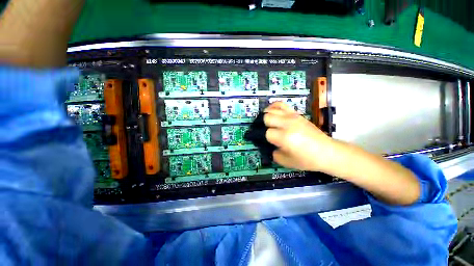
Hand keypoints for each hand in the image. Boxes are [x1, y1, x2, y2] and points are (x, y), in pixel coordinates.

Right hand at [263, 102, 332, 171]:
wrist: (327, 151)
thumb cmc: (307, 159)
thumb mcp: (286, 161)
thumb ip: (272, 153)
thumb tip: (267, 145)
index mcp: (285, 137)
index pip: (266, 133)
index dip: (261, 137)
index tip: (260, 140)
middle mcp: (287, 124)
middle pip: (267, 117)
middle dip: (262, 125)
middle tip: (263, 131)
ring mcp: (293, 117)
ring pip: (272, 109)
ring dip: (266, 115)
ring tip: (266, 122)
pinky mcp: (297, 114)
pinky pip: (282, 105)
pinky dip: (274, 107)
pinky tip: (273, 113)